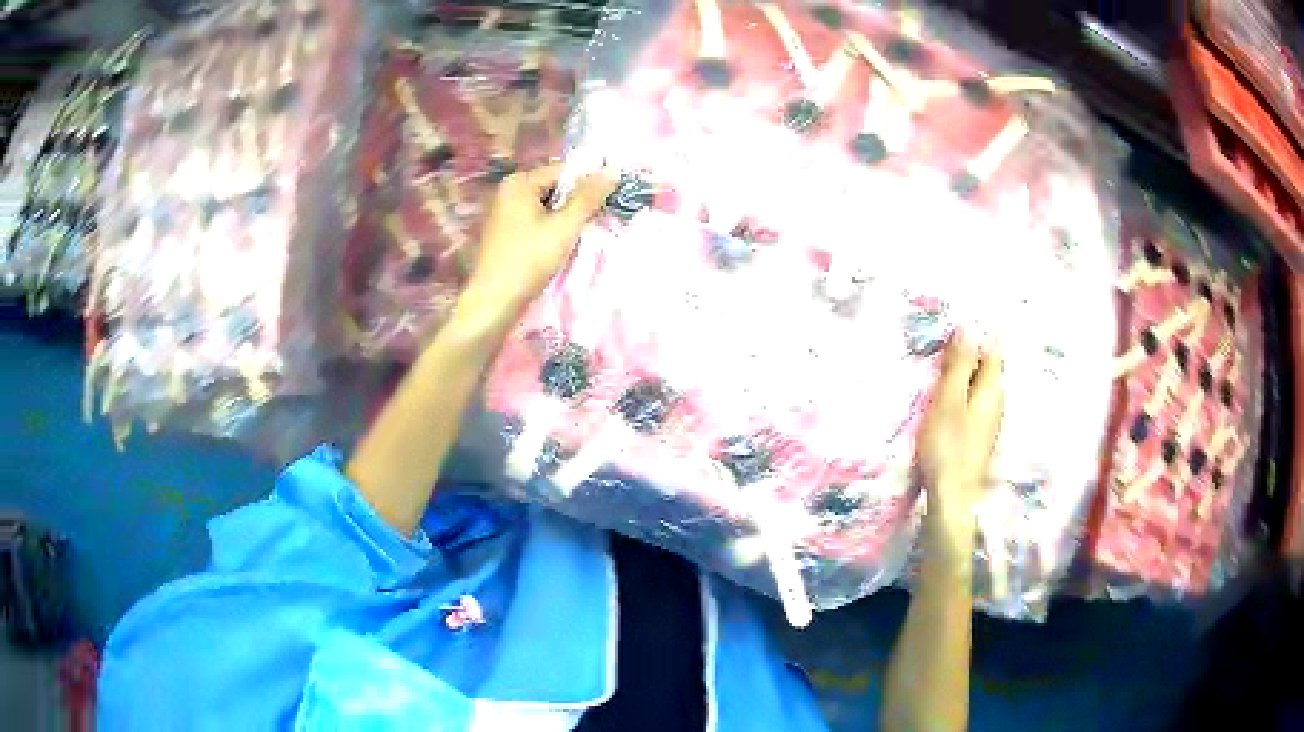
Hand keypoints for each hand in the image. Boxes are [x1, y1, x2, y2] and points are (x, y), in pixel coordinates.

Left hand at [459, 163, 614, 323]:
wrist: (494, 301)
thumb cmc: (528, 260)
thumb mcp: (564, 227)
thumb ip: (589, 197)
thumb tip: (612, 170)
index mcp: (519, 182)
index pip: (564, 170)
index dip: (589, 182)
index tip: (612, 198)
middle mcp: (509, 190)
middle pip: (555, 186)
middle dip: (578, 200)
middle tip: (600, 217)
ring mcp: (505, 211)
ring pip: (548, 204)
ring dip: (567, 215)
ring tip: (584, 231)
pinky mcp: (507, 231)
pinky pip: (537, 218)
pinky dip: (553, 226)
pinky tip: (564, 242)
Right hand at [917, 330, 1003, 553]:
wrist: (953, 497)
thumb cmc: (949, 445)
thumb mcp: (949, 399)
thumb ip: (959, 365)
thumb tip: (969, 327)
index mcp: (992, 389)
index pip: (992, 350)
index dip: (977, 336)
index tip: (954, 328)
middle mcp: (997, 402)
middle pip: (987, 368)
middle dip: (970, 354)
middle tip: (942, 346)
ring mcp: (989, 422)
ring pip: (980, 387)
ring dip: (964, 376)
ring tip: (940, 370)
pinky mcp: (979, 437)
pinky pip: (973, 404)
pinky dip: (961, 395)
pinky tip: (946, 401)